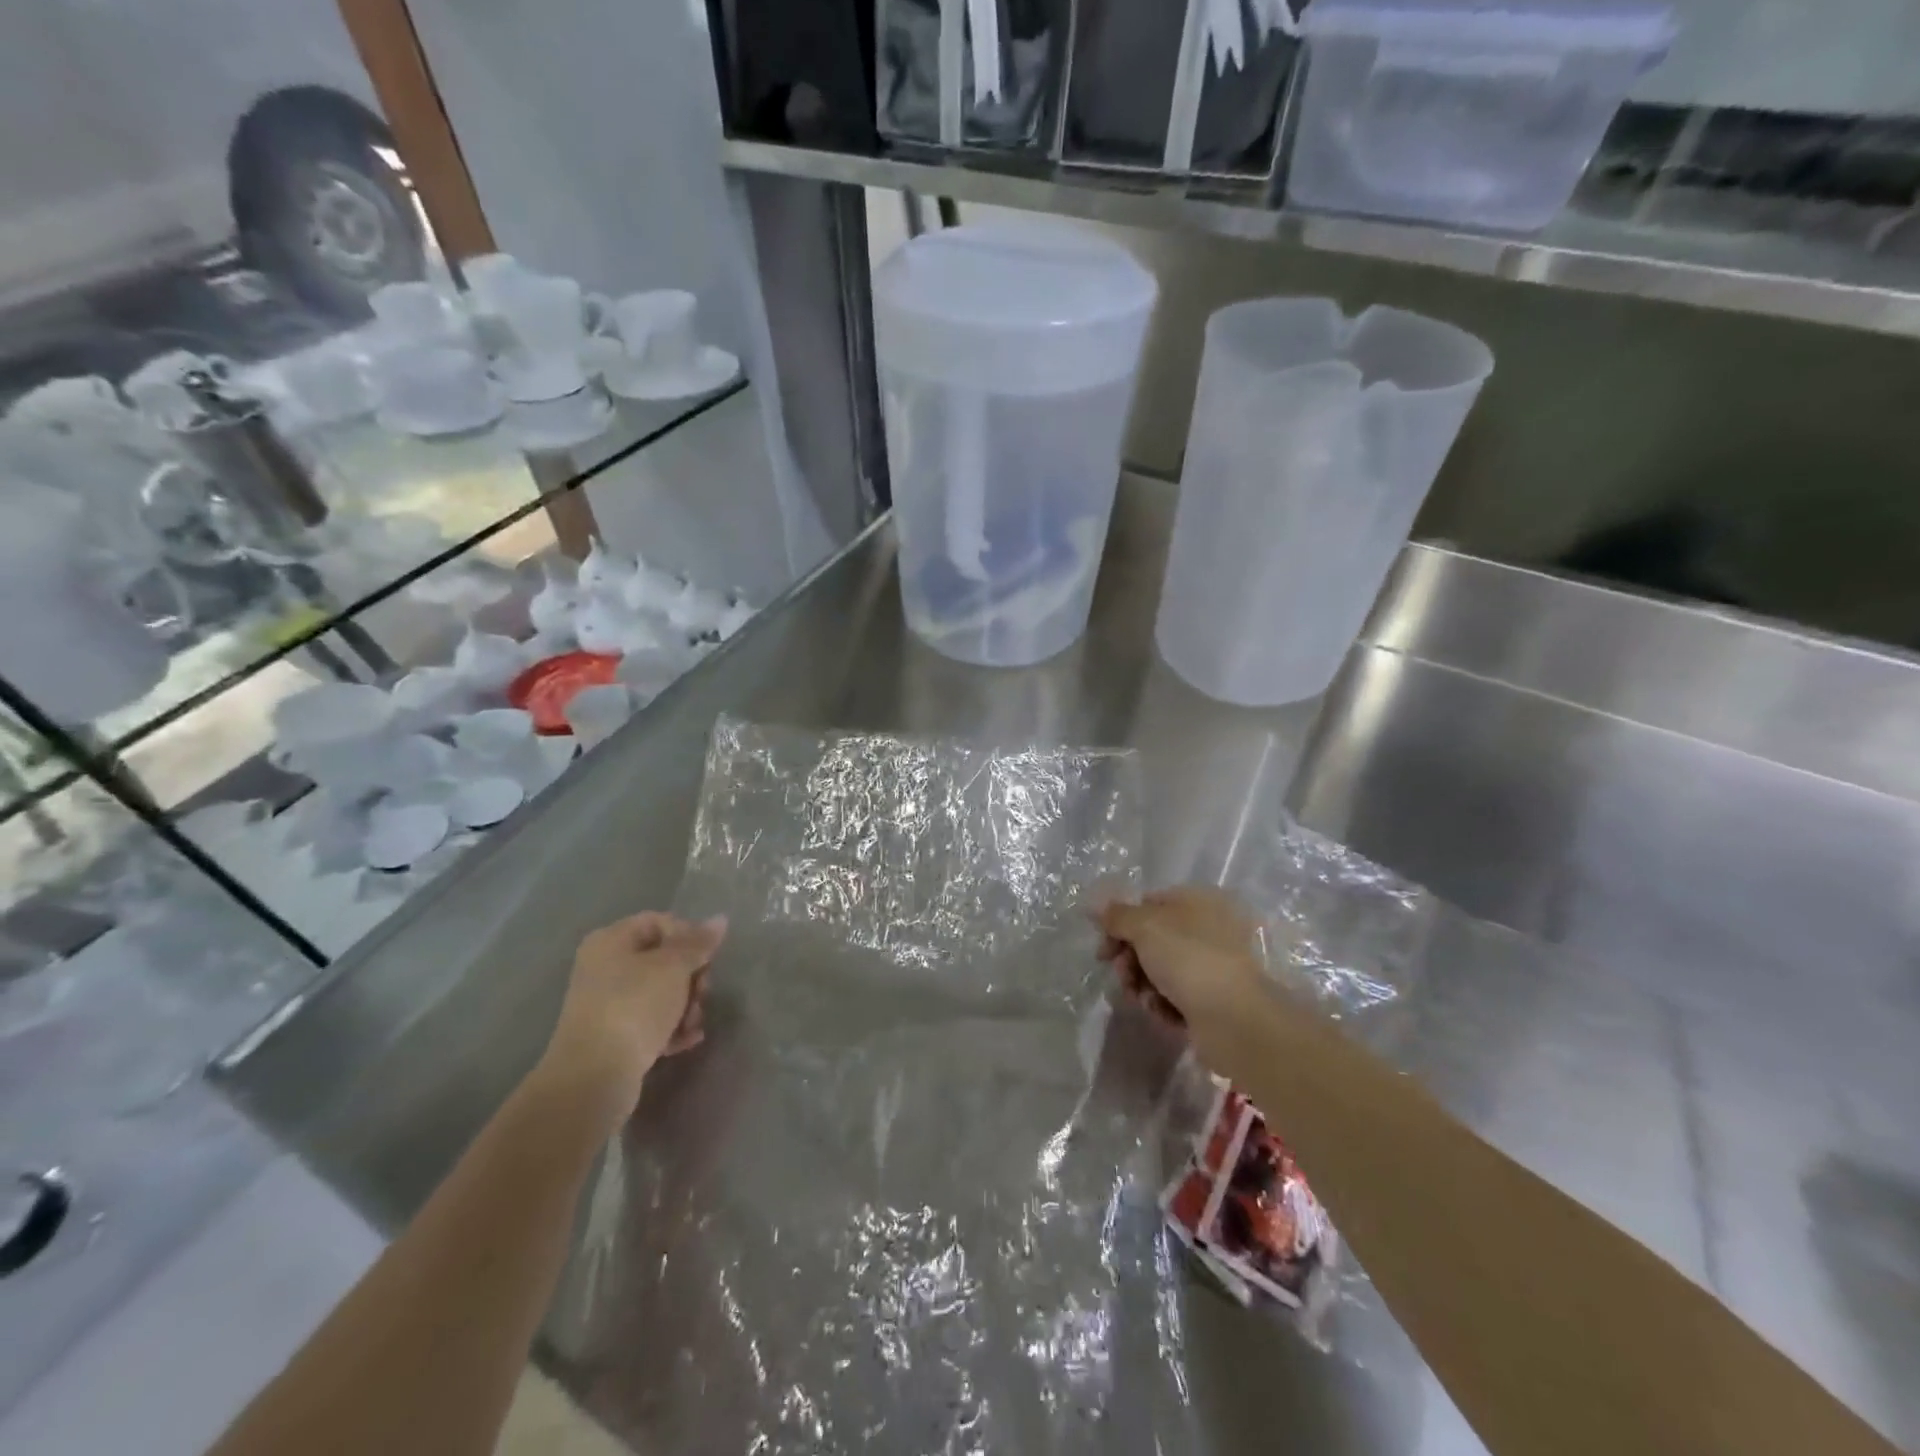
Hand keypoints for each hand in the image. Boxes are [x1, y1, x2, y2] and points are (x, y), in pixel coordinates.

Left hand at [537, 911, 725, 1125]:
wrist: (595, 1076)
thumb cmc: (634, 1006)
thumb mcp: (673, 967)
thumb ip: (698, 942)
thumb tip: (720, 919)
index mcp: (611, 941)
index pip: (660, 922)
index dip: (688, 935)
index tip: (707, 958)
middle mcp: (605, 967)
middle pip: (663, 960)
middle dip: (691, 977)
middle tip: (703, 993)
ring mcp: (608, 1004)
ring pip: (661, 993)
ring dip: (686, 1005)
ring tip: (693, 1023)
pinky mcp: (614, 1036)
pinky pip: (652, 1022)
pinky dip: (672, 1028)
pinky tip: (689, 1039)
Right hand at [1096, 887, 1265, 1048]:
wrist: (1235, 1020)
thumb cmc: (1188, 959)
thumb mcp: (1145, 926)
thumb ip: (1117, 915)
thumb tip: (1098, 906)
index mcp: (1198, 901)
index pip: (1148, 904)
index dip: (1120, 924)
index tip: (1104, 949)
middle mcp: (1208, 929)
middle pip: (1152, 939)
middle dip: (1130, 959)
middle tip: (1123, 976)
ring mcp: (1212, 966)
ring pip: (1160, 970)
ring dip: (1143, 984)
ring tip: (1144, 999)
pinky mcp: (1213, 1000)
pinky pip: (1176, 996)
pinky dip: (1163, 1004)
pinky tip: (1163, 1013)